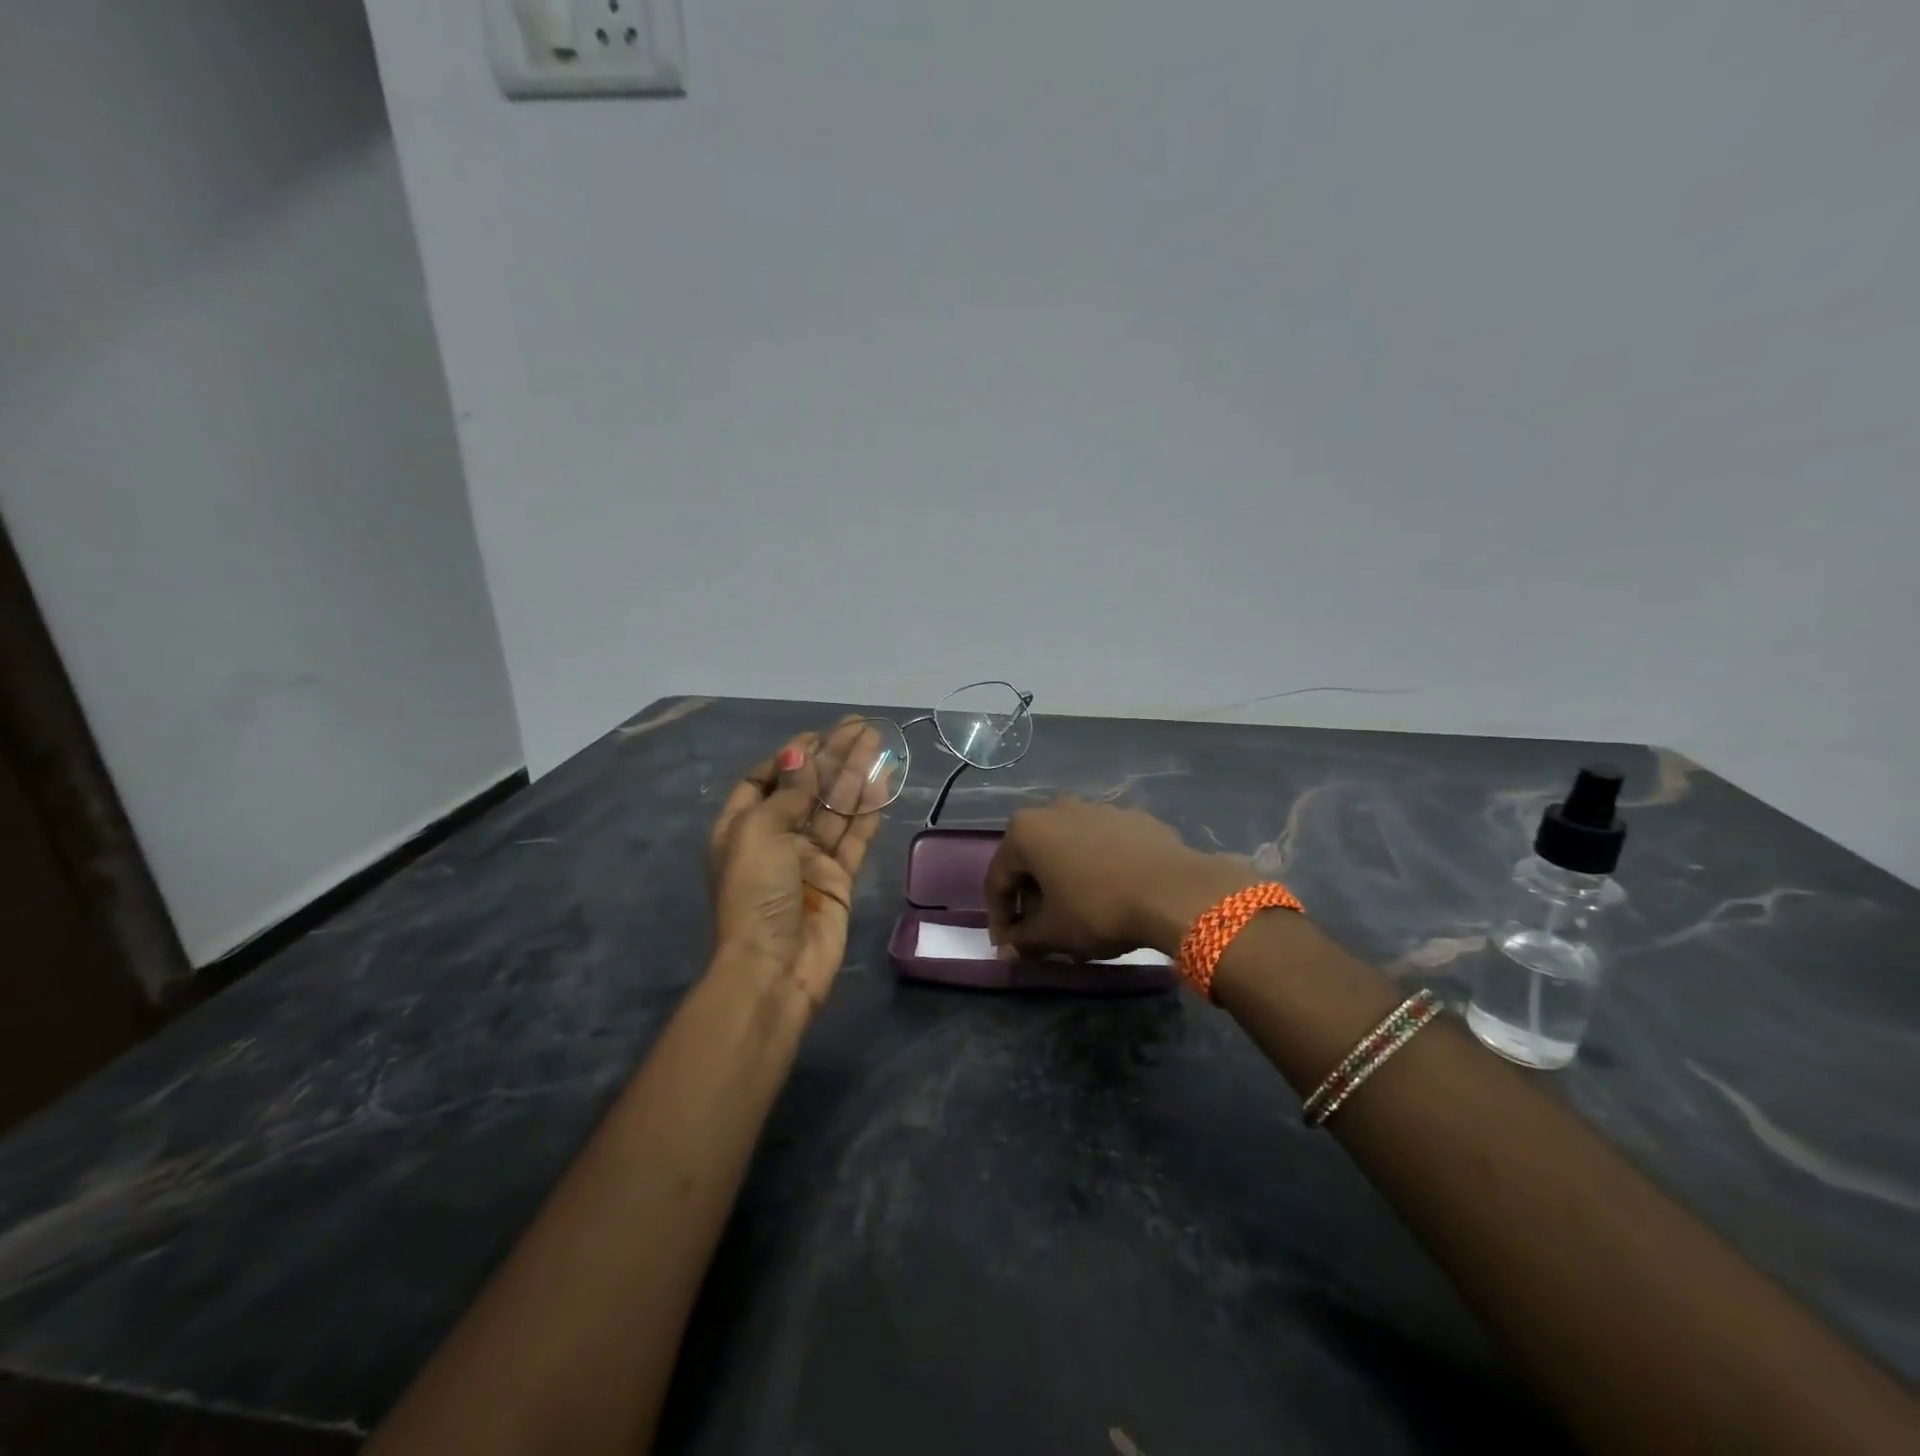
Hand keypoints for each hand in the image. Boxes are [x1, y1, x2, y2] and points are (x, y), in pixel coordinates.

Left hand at [706, 721, 892, 1007]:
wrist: (775, 967)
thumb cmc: (755, 893)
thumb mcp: (759, 833)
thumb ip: (787, 793)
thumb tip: (799, 754)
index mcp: (742, 828)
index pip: (765, 780)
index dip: (790, 757)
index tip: (817, 737)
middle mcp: (776, 839)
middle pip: (807, 789)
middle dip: (832, 758)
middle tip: (861, 728)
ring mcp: (809, 860)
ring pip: (835, 808)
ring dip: (855, 775)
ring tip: (878, 743)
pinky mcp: (838, 878)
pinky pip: (855, 836)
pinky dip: (868, 810)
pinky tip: (883, 782)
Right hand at [984, 798, 1256, 960]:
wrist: (1175, 891)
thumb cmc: (1099, 909)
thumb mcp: (1053, 933)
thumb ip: (1024, 939)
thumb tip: (1011, 948)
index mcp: (1027, 830)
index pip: (998, 879)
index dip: (1000, 918)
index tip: (1008, 947)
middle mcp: (1056, 809)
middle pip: (1033, 860)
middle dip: (1033, 898)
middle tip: (1042, 932)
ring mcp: (1098, 808)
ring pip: (1068, 850)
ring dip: (1065, 882)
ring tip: (1079, 917)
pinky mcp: (1132, 818)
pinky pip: (1103, 846)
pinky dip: (1098, 869)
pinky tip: (1113, 896)